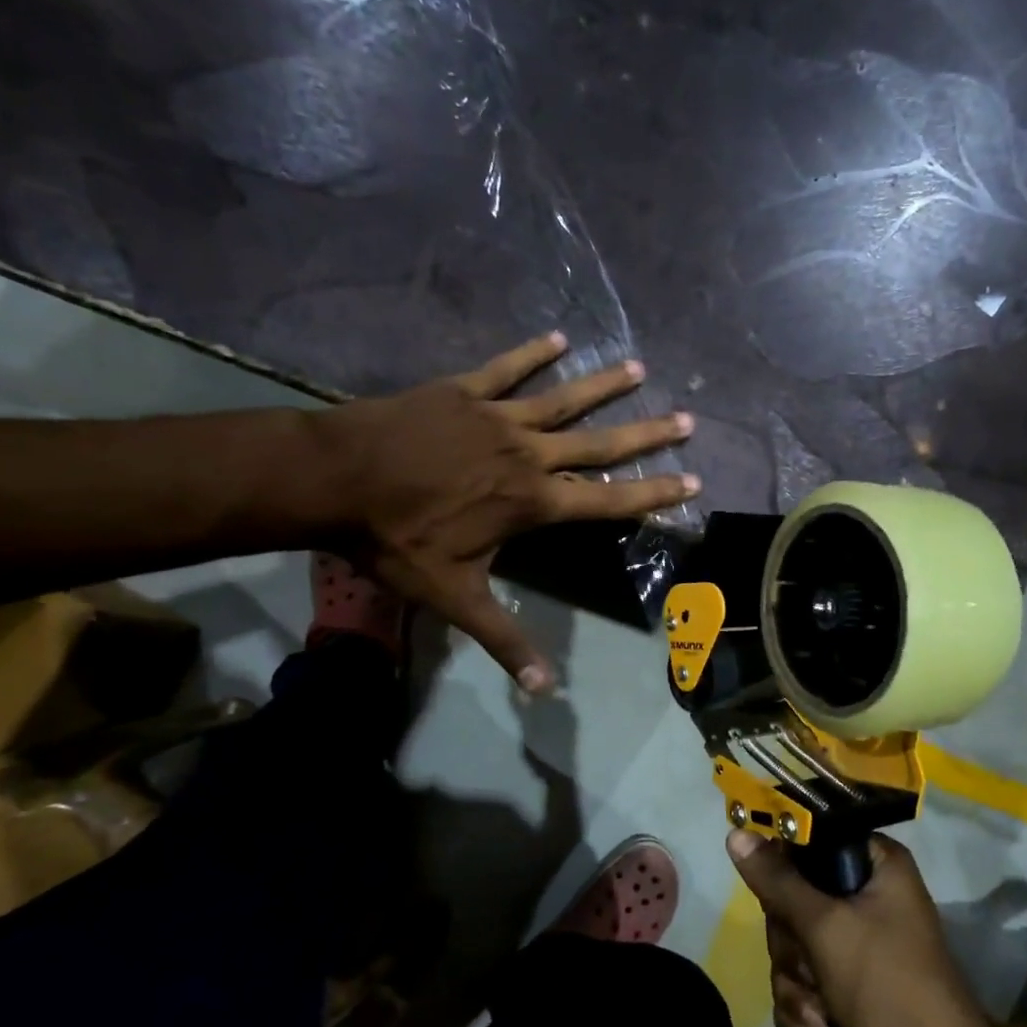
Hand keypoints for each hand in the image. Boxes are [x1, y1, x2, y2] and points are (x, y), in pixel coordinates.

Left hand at [314, 333, 696, 691]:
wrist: (334, 480)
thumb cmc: (397, 540)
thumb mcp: (454, 597)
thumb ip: (503, 637)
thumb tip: (542, 690)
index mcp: (532, 502)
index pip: (607, 500)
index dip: (653, 494)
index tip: (692, 481)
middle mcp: (527, 455)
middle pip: (599, 443)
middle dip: (646, 434)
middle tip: (687, 420)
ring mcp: (496, 417)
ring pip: (562, 399)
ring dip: (602, 385)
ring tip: (639, 369)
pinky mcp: (463, 392)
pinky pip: (505, 369)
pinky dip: (532, 353)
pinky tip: (558, 336)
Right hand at [727, 829, 992, 1026]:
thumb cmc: (888, 986)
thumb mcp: (826, 926)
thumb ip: (777, 881)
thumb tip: (735, 834)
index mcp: (878, 866)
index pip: (814, 841)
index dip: (786, 867)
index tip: (775, 896)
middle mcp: (870, 899)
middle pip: (795, 899)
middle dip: (792, 946)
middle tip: (809, 966)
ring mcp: (860, 948)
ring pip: (794, 947)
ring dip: (796, 985)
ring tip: (818, 1016)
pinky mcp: (849, 992)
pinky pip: (804, 984)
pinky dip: (803, 1010)